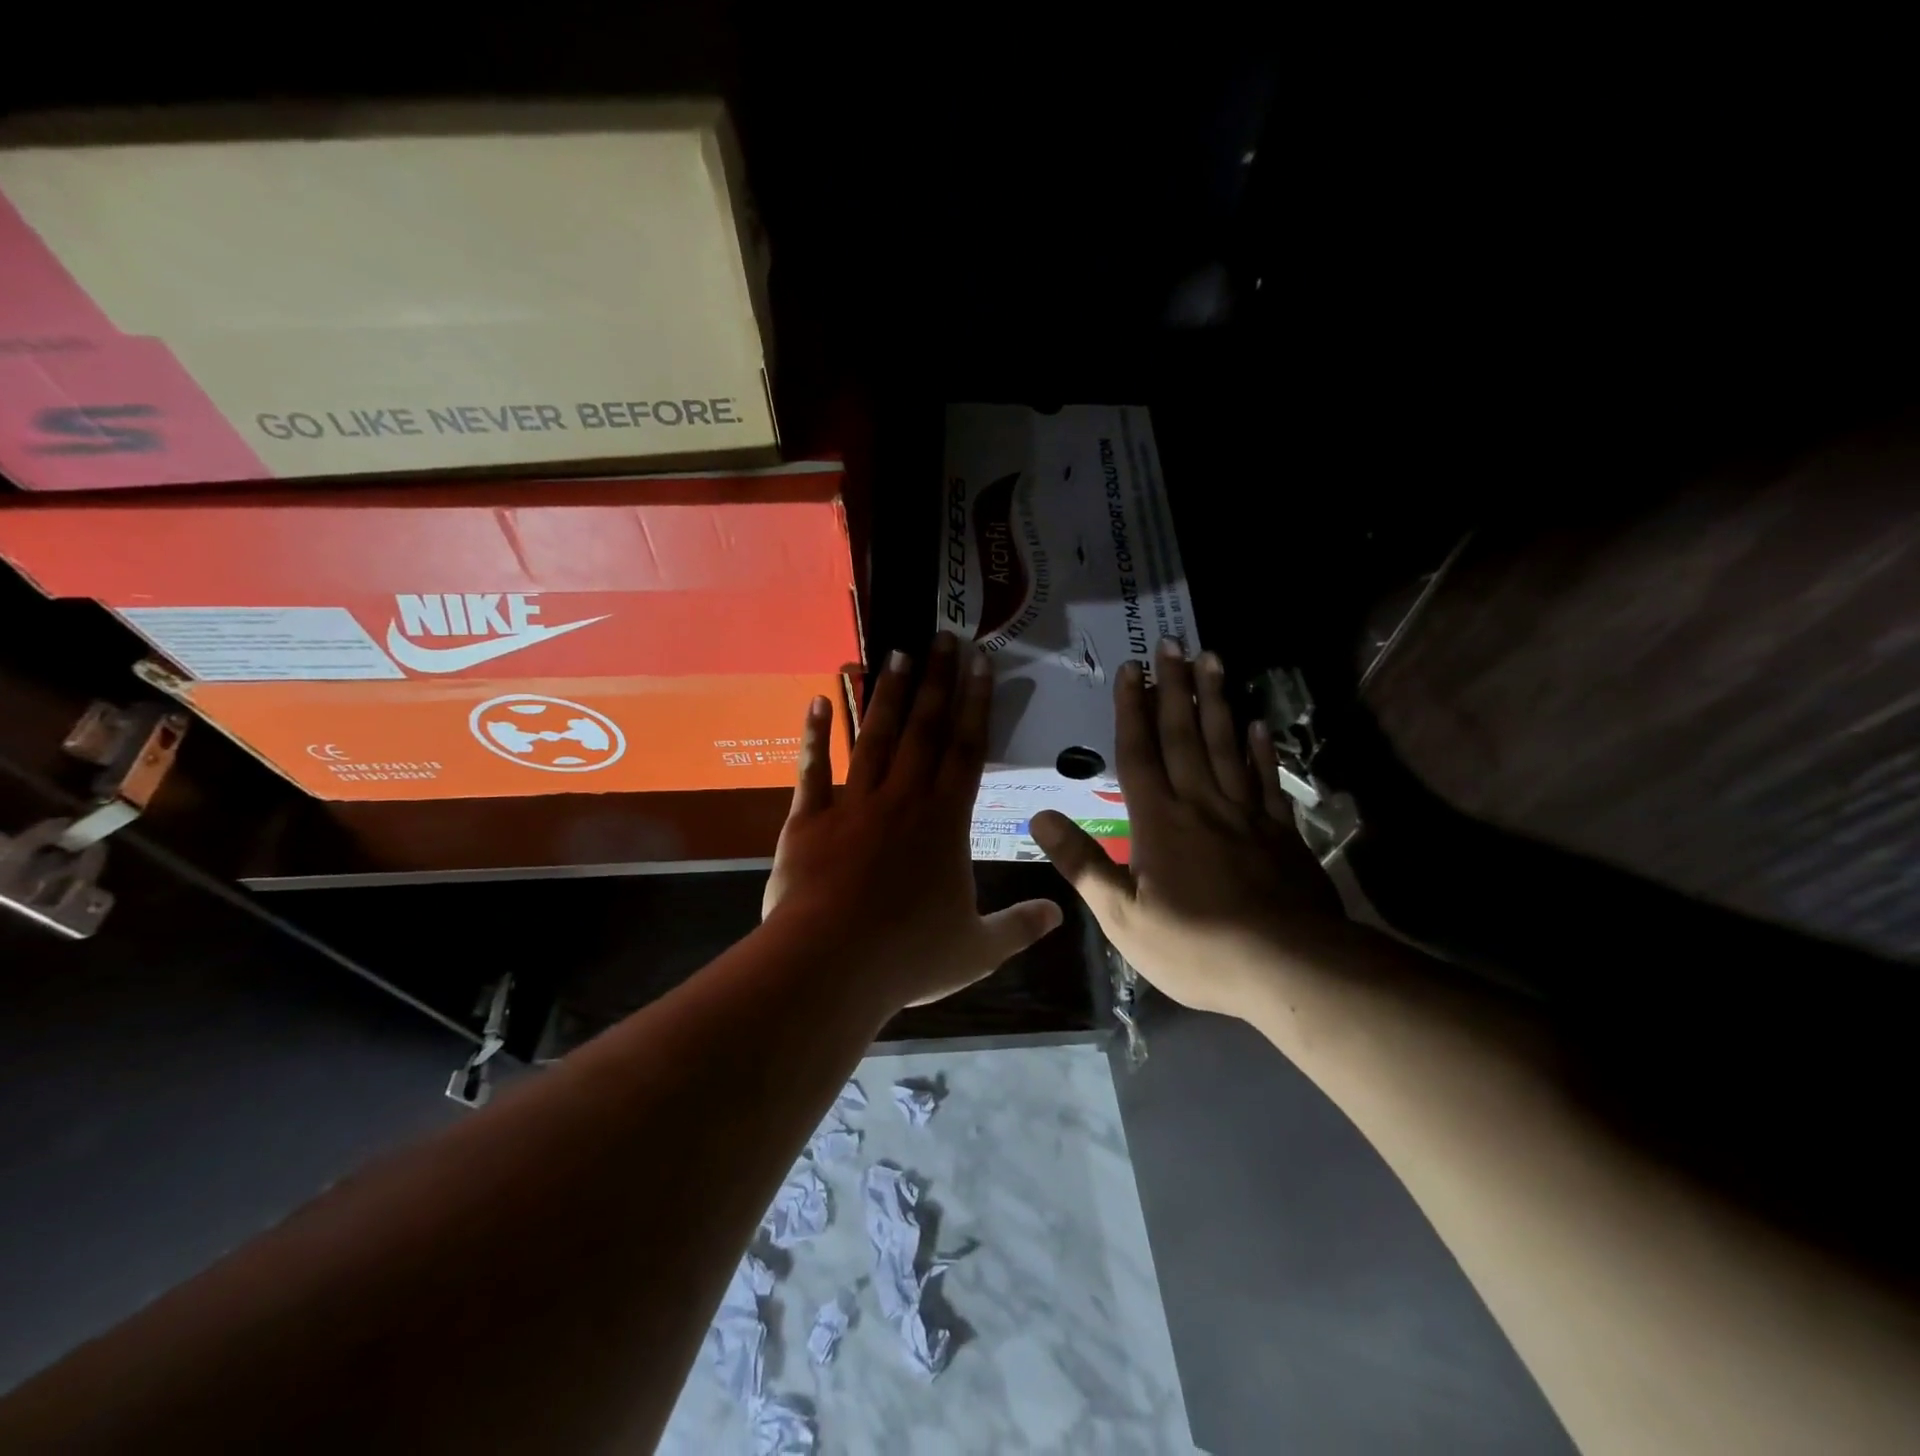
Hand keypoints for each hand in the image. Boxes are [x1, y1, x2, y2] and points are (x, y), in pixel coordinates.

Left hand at [762, 632, 1063, 1011]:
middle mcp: (903, 798)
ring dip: (885, 693)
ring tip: (894, 652)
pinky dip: (814, 734)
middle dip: (935, 680)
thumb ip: (1019, 927)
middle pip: (923, 729)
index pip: (967, 749)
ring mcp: (853, 804)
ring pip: (874, 737)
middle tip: (941, 636)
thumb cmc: (907, 955)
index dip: (976, 703)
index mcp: (946, 821)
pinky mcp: (810, 819)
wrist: (830, 965)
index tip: (980, 662)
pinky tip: (818, 699)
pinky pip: (812, 769)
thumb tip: (1059, 916)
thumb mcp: (977, 949)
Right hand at [1031, 639, 1336, 1019]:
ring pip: (1227, 745)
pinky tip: (1259, 725)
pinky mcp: (1281, 833)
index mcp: (1159, 822)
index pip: (1139, 753)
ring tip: (1213, 660)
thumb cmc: (1196, 947)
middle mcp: (1201, 804)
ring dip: (1216, 701)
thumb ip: (1082, 864)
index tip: (1132, 668)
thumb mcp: (1122, 917)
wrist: (1288, 969)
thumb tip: (1040, 817)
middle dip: (1174, 688)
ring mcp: (1246, 814)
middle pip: (1185, 735)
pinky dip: (1262, 749)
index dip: (1132, 710)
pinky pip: (1268, 780)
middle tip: (1172, 643)